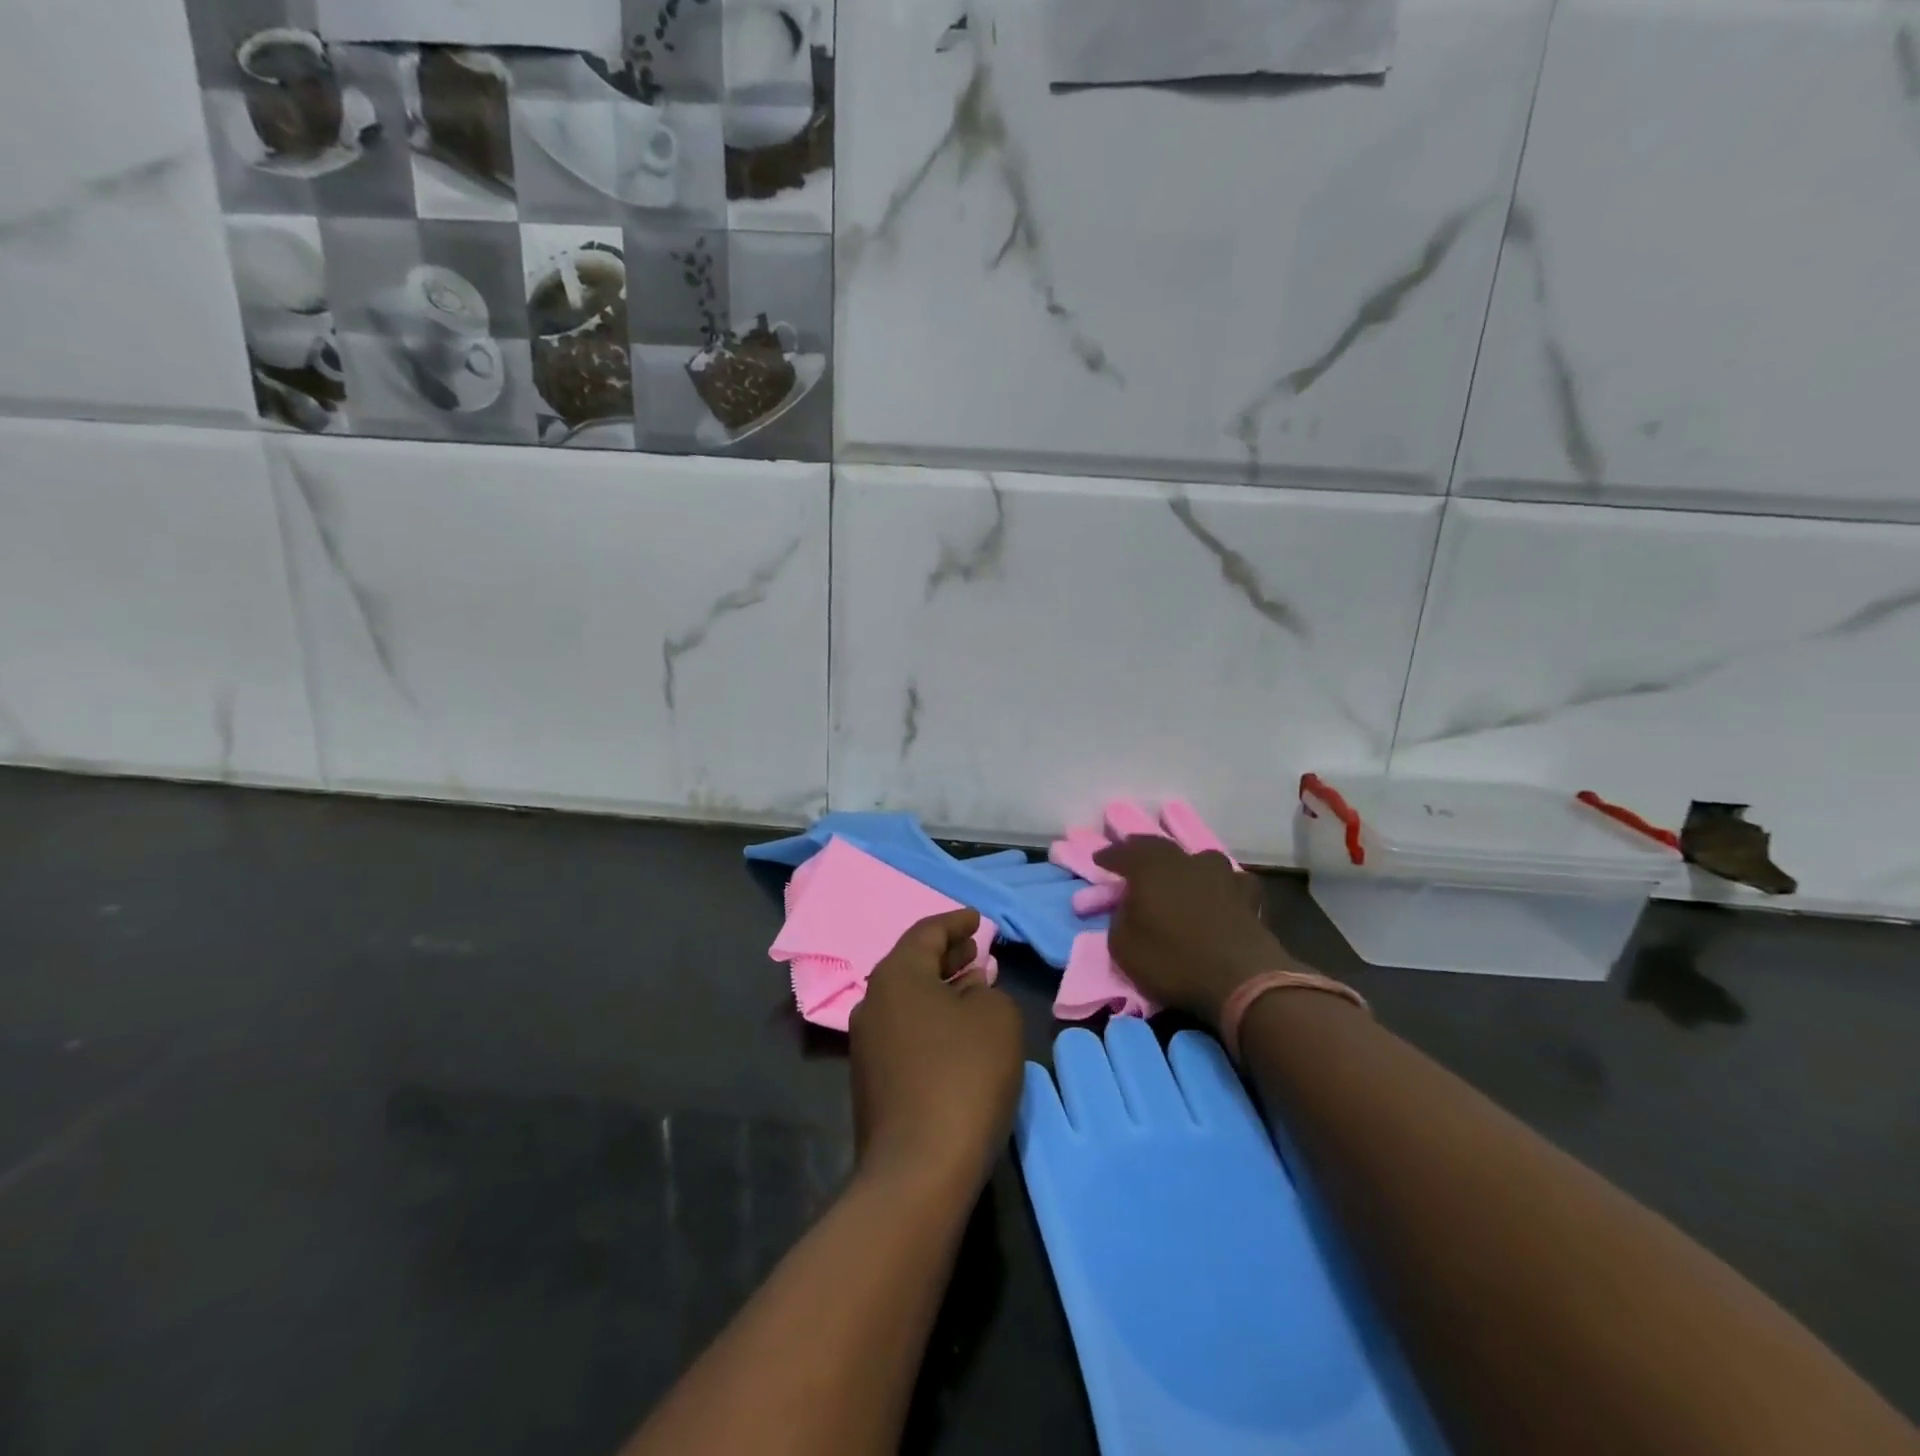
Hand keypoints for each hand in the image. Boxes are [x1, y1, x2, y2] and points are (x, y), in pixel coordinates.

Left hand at [850, 909, 1024, 1197]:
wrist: (917, 1169)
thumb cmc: (963, 1075)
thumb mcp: (997, 1019)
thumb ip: (987, 992)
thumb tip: (969, 990)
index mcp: (896, 975)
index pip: (926, 932)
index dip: (955, 922)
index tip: (975, 919)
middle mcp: (873, 1001)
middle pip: (912, 964)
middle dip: (947, 955)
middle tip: (976, 950)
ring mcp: (867, 1044)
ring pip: (908, 1000)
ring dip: (941, 988)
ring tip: (973, 986)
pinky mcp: (872, 1080)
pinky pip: (905, 1030)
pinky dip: (932, 1019)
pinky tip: (957, 1032)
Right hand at [1093, 836, 1299, 1024]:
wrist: (1241, 981)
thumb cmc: (1173, 961)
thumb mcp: (1123, 947)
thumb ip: (1120, 918)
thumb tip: (1128, 906)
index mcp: (1150, 868)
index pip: (1123, 853)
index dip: (1109, 855)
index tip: (1098, 859)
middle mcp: (1185, 862)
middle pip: (1160, 847)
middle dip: (1142, 850)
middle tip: (1132, 856)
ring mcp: (1221, 875)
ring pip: (1199, 859)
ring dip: (1185, 865)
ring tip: (1179, 874)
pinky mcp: (1248, 896)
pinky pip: (1230, 881)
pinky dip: (1220, 885)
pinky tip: (1220, 893)